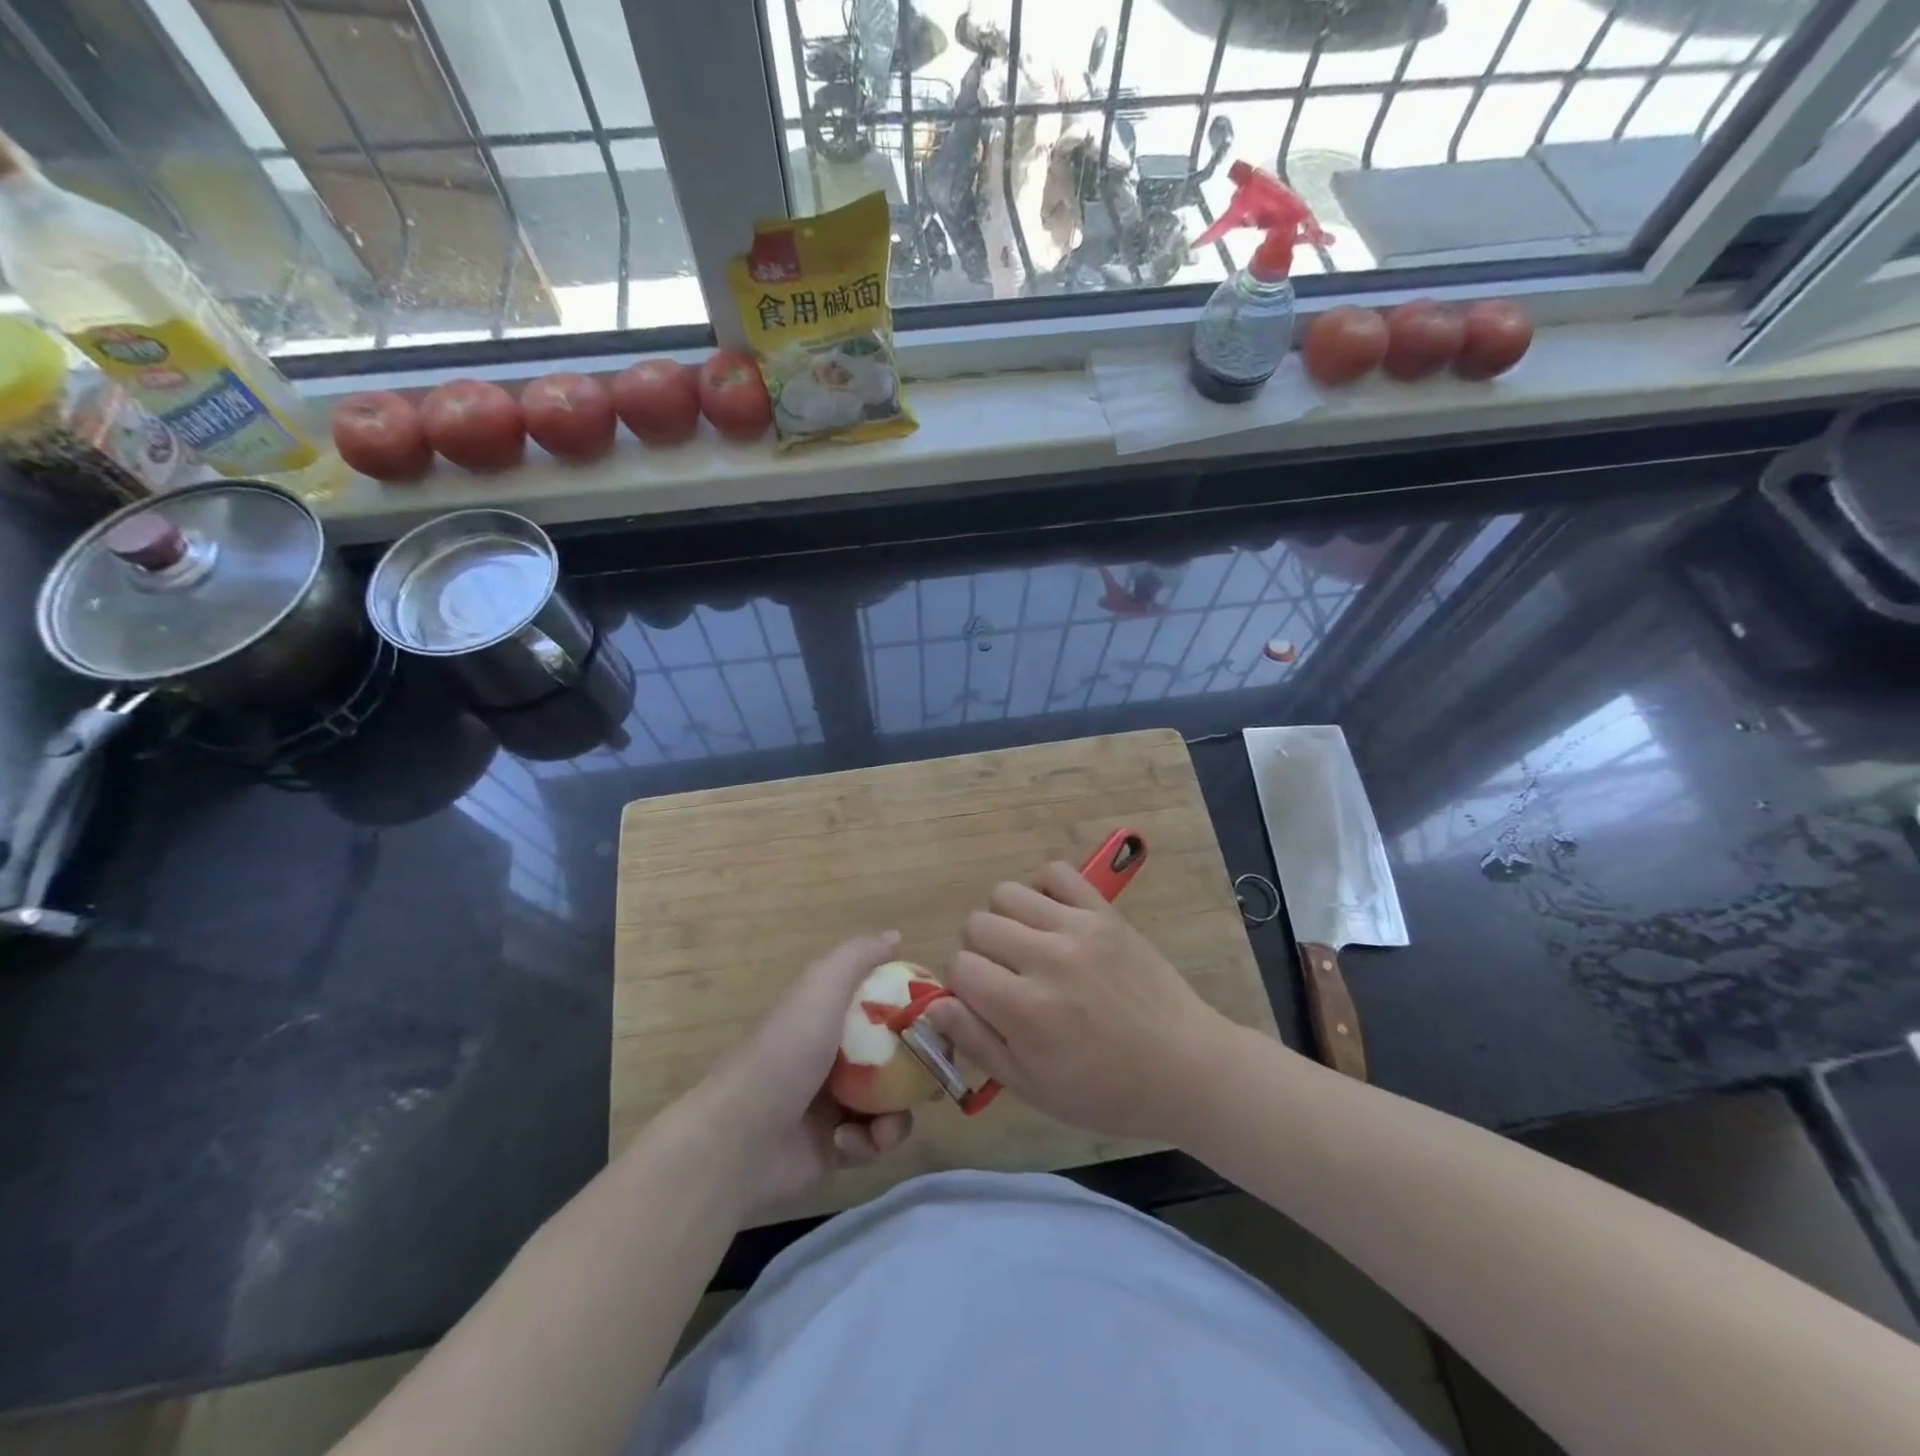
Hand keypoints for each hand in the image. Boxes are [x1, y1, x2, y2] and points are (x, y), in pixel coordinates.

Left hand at [691, 933, 913, 1213]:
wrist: (736, 1141)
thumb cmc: (784, 1055)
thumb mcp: (820, 989)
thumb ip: (857, 958)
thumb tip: (895, 936)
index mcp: (831, 1015)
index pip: (886, 1005)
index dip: (916, 1011)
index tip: (942, 1020)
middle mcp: (836, 1054)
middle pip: (898, 1056)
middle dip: (920, 1068)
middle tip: (935, 1078)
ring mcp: (836, 1103)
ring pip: (892, 1102)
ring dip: (895, 1116)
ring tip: (882, 1127)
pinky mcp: (836, 1147)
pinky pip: (873, 1141)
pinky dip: (868, 1143)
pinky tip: (846, 1143)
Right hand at [922, 862, 1231, 1141]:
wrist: (1185, 1067)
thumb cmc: (1106, 1091)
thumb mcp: (1033, 1088)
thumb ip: (977, 1043)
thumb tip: (934, 1004)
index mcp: (1024, 1008)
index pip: (959, 966)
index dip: (964, 986)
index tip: (986, 1003)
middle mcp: (1045, 958)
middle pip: (977, 924)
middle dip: (980, 952)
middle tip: (1008, 977)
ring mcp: (1077, 928)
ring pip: (1006, 893)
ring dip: (1006, 920)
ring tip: (1028, 946)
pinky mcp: (1104, 912)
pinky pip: (1056, 873)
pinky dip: (1044, 890)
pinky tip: (1053, 919)